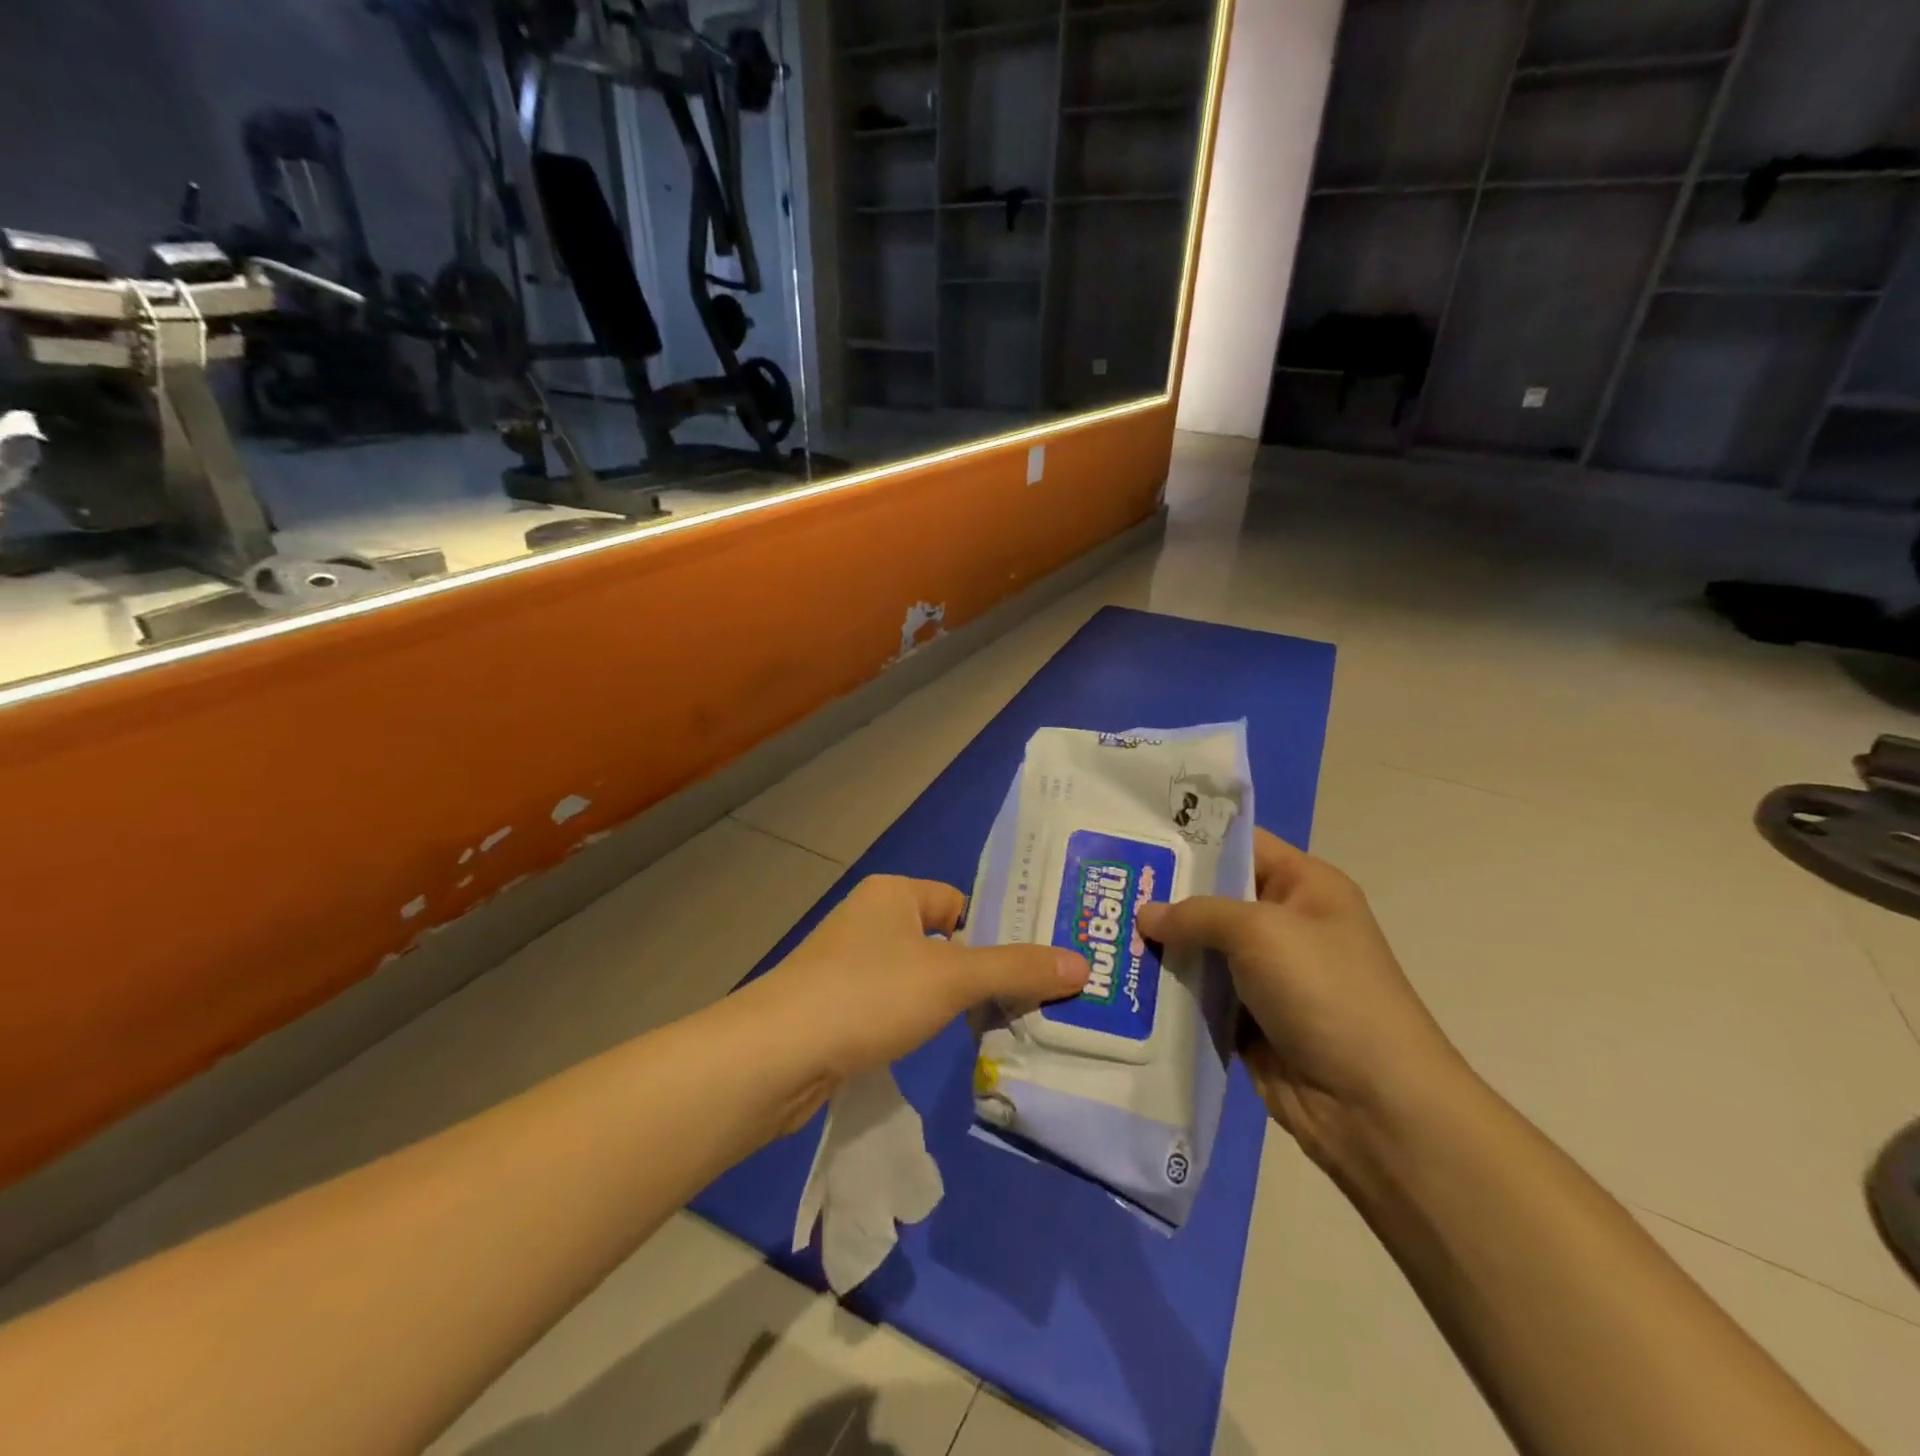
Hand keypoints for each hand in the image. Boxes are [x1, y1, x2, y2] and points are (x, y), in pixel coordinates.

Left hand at [750, 874, 1087, 1091]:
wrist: (776, 1056)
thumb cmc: (868, 995)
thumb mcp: (951, 978)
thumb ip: (1016, 969)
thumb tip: (1083, 964)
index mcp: (893, 894)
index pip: (959, 903)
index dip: (994, 932)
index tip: (1032, 969)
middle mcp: (870, 920)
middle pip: (942, 941)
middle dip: (978, 972)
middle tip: (1029, 1003)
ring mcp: (849, 966)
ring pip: (918, 977)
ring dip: (949, 1001)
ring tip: (995, 1029)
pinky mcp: (837, 1008)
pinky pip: (894, 1006)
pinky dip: (918, 1023)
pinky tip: (937, 1047)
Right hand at [1136, 830, 1463, 1166]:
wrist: (1373, 1105)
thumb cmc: (1325, 992)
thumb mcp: (1260, 931)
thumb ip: (1196, 914)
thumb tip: (1145, 915)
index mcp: (1305, 886)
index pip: (1241, 846)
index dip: (1192, 839)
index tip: (1136, 838)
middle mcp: (1285, 924)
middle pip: (1214, 897)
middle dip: (1164, 895)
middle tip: (1105, 885)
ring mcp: (1266, 975)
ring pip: (1201, 948)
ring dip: (1161, 946)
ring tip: (1102, 931)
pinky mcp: (1249, 1020)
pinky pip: (1200, 994)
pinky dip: (1169, 989)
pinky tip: (1123, 978)